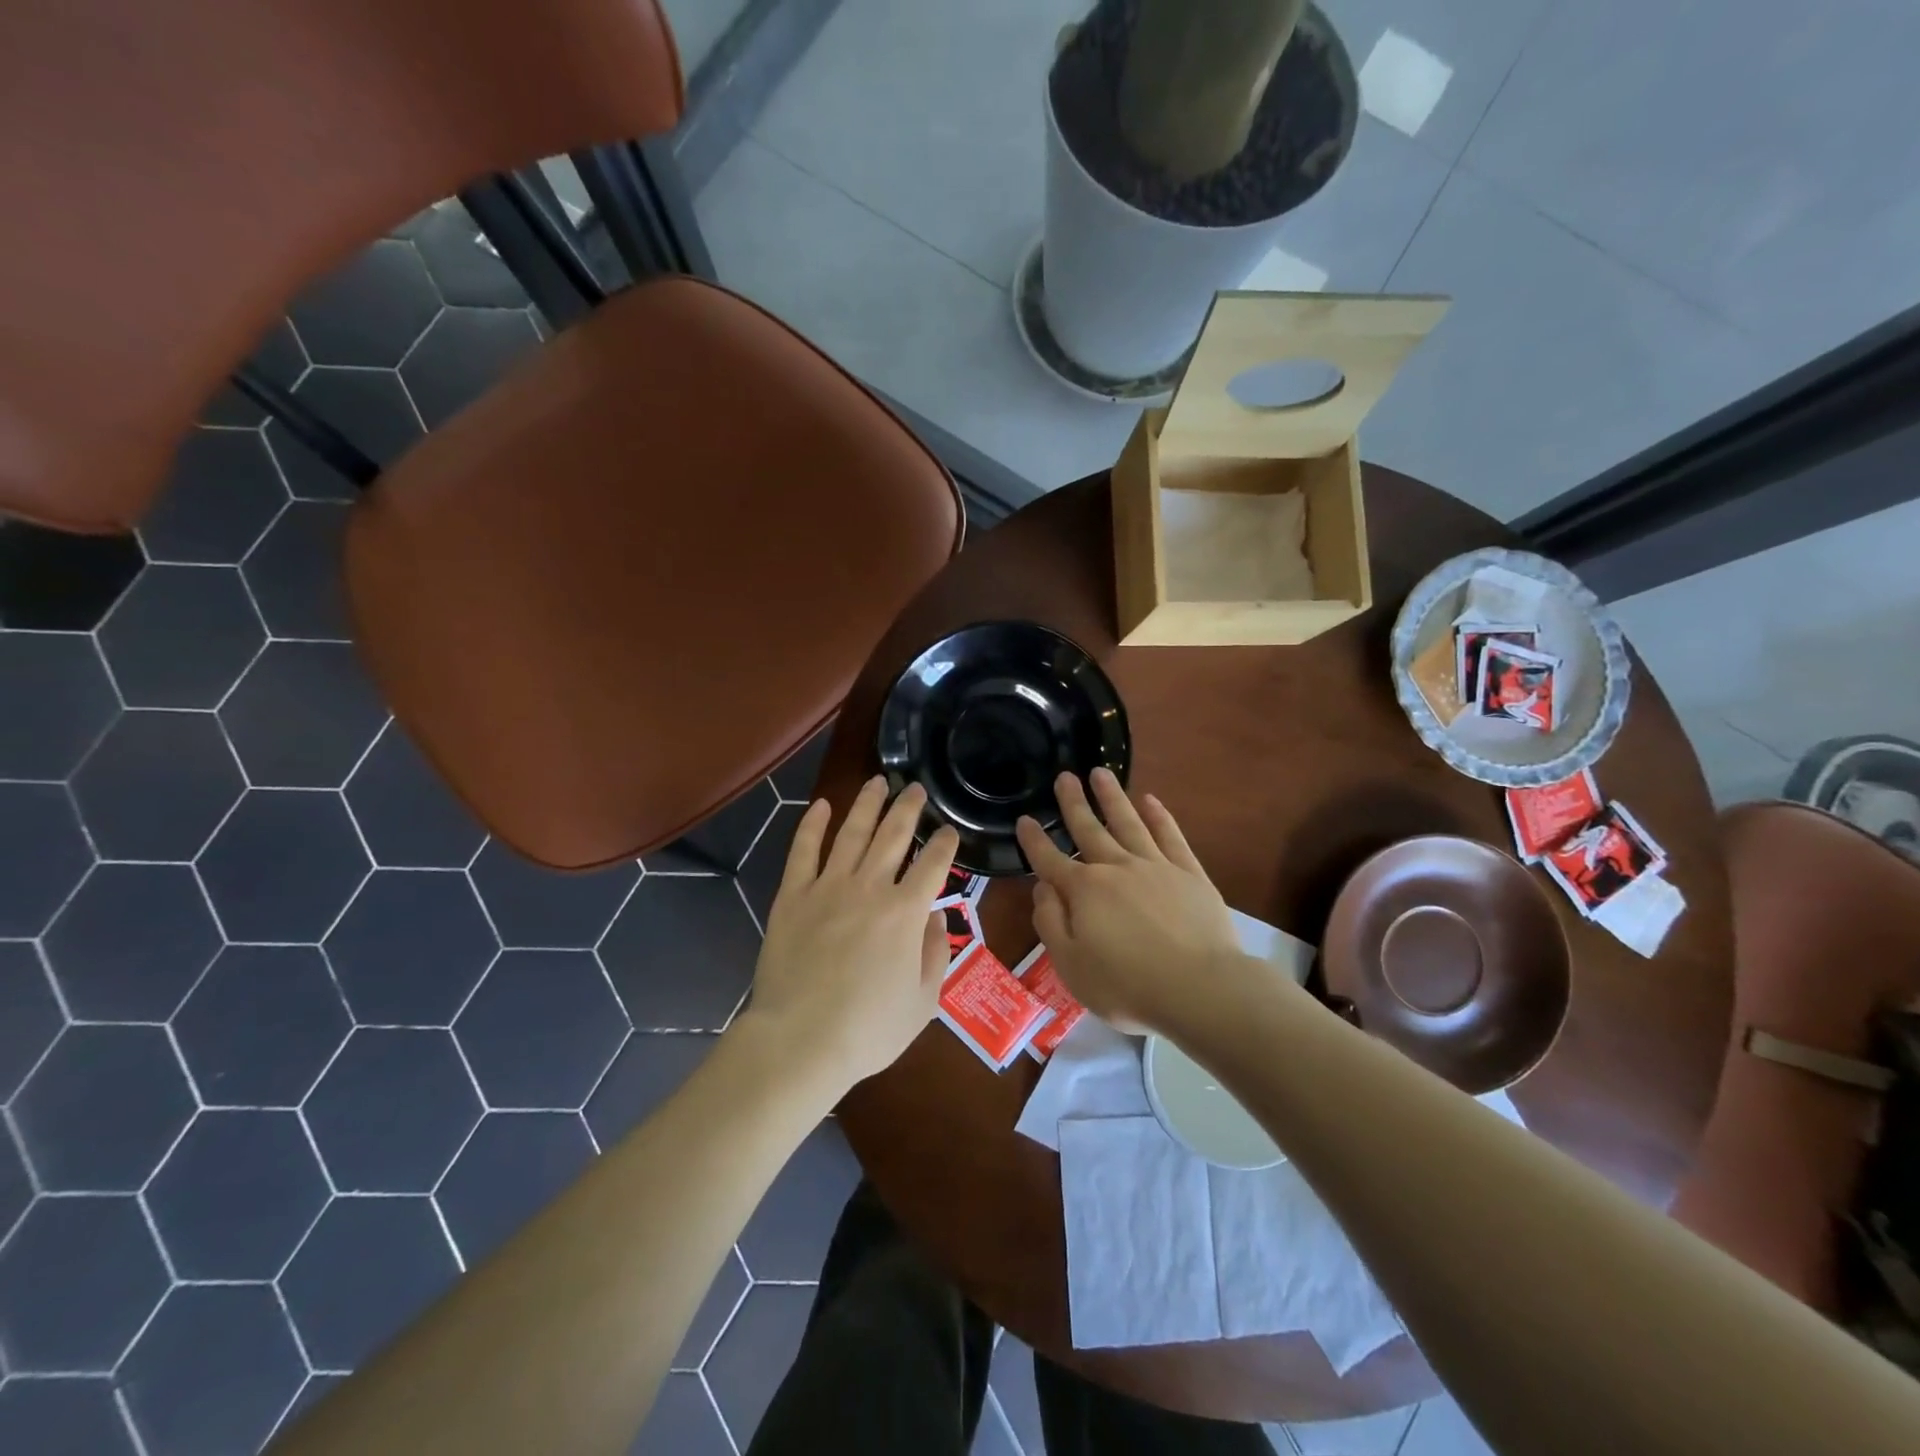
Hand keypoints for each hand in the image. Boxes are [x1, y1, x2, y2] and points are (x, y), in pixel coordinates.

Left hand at [743, 776, 957, 1093]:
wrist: (800, 1041)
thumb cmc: (868, 1030)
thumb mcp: (923, 1002)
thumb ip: (934, 953)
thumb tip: (933, 915)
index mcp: (905, 913)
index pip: (933, 864)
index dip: (945, 844)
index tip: (949, 831)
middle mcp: (870, 888)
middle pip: (893, 836)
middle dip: (908, 808)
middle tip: (916, 789)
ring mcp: (827, 888)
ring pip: (852, 833)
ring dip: (867, 804)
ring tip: (878, 781)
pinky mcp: (792, 896)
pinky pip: (803, 851)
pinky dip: (812, 825)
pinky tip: (821, 805)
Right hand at [1016, 769, 1244, 1034]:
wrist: (1201, 989)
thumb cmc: (1128, 985)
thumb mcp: (1071, 966)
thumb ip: (1050, 923)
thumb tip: (1043, 888)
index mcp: (1083, 891)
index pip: (1049, 860)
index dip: (1034, 840)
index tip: (1024, 819)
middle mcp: (1115, 868)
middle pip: (1088, 829)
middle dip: (1073, 803)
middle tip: (1064, 775)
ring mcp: (1155, 866)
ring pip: (1128, 822)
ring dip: (1112, 797)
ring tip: (1100, 772)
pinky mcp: (1189, 873)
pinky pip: (1170, 836)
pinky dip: (1159, 816)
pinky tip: (1150, 800)